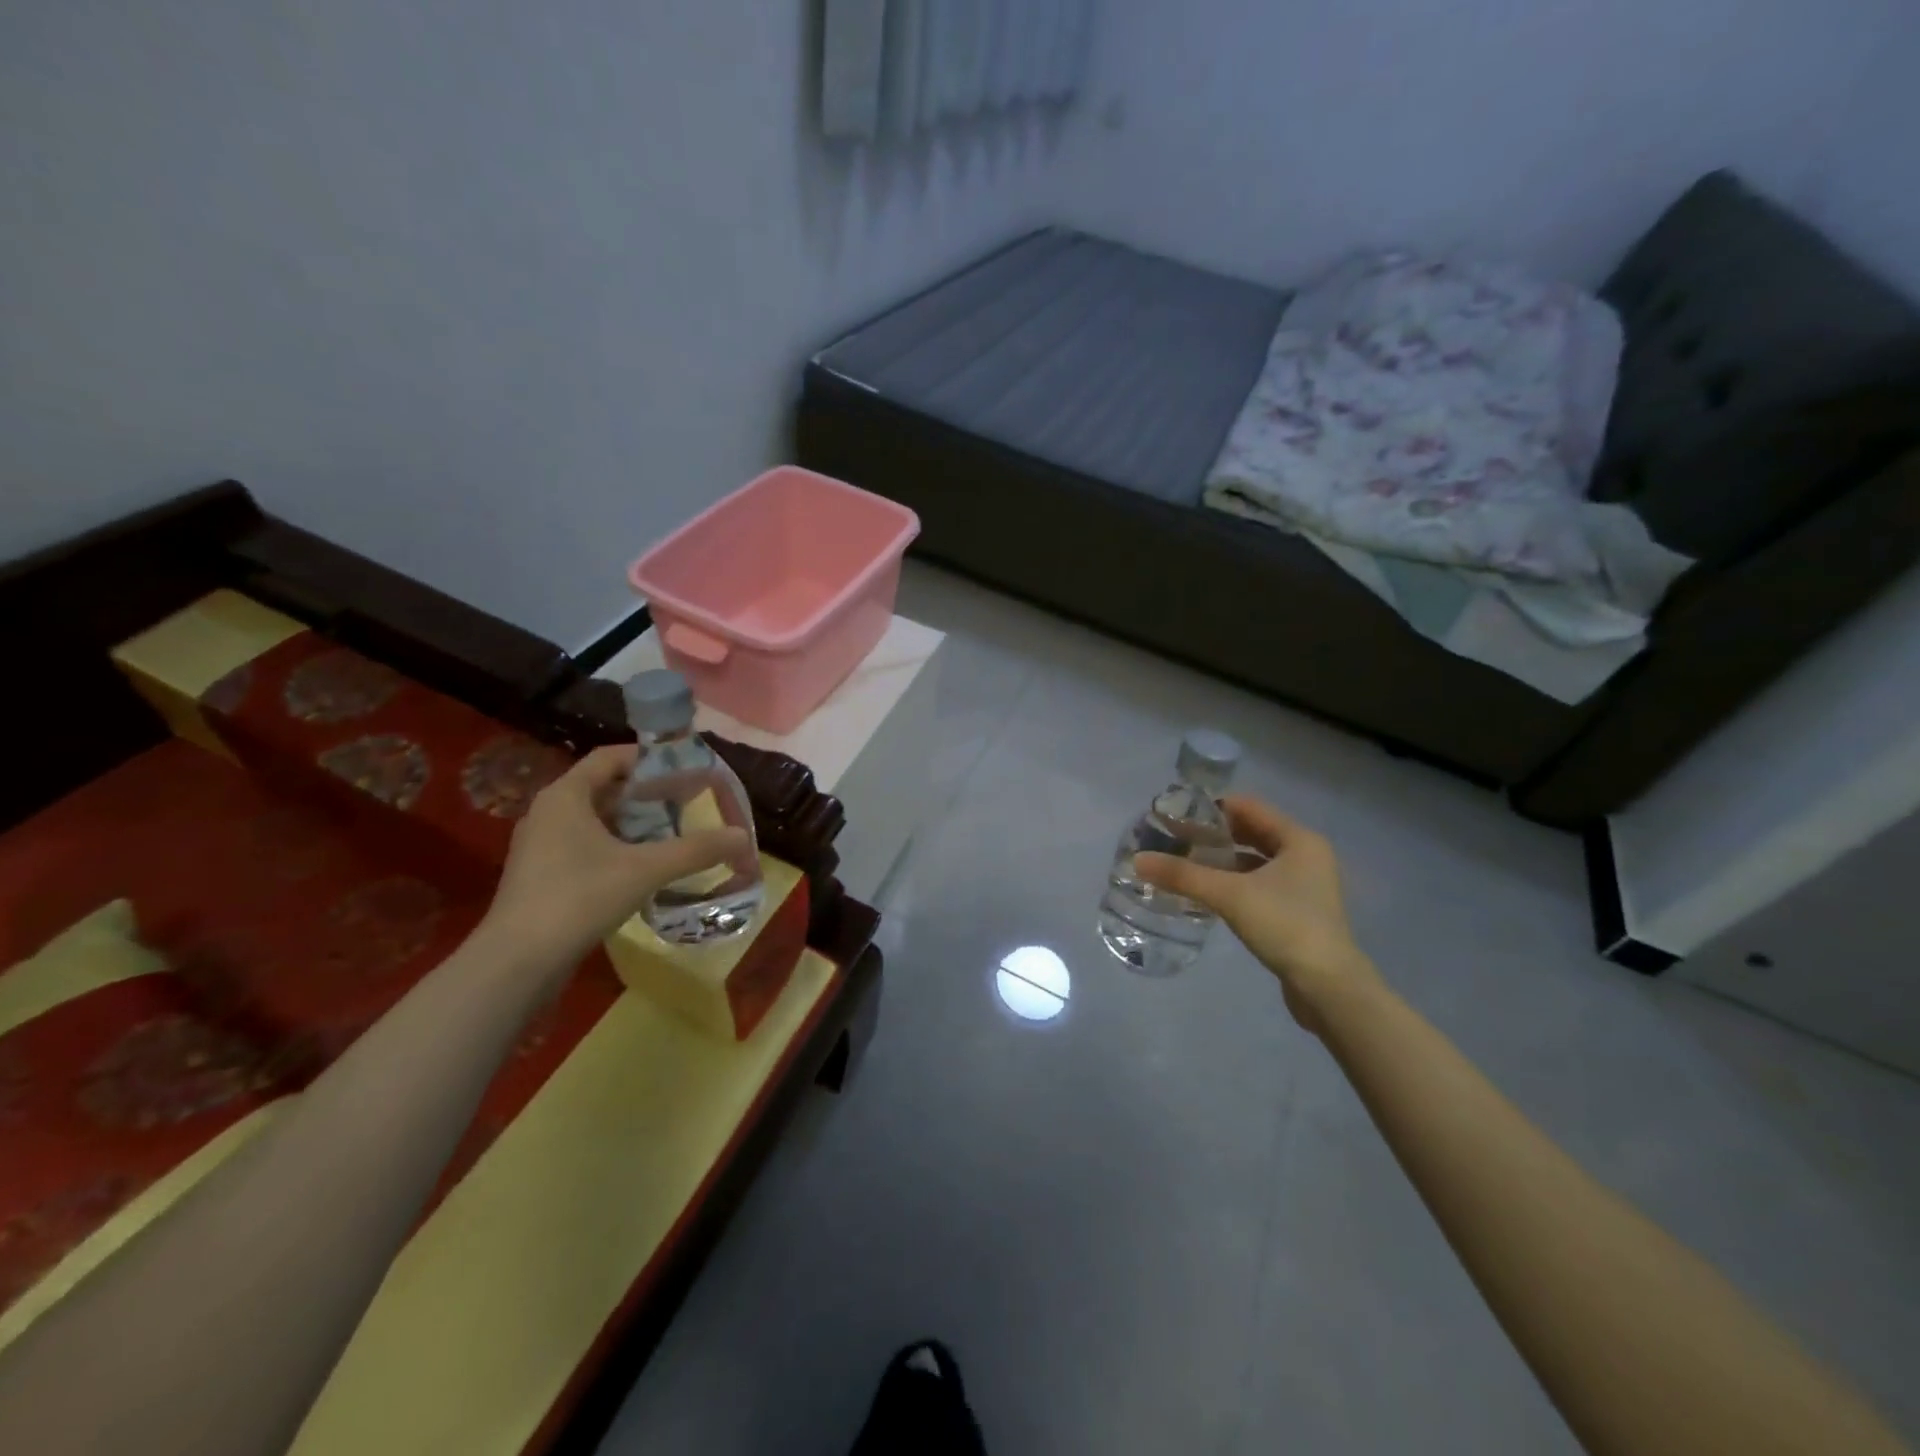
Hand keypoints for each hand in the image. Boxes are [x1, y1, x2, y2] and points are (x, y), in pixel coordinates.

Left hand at [480, 744, 749, 971]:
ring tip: (673, 834)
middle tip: (687, 803)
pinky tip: (644, 868)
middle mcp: (549, 812)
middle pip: (606, 788)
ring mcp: (541, 846)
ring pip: (596, 820)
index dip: (650, 758)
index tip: (685, 769)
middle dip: (648, 794)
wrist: (517, 962)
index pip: (611, 757)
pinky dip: (617, 847)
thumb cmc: (578, 898)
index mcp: (566, 795)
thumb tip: (742, 837)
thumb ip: (696, 850)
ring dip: (634, 823)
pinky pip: (585, 846)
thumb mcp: (646, 869)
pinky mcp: (541, 876)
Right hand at [1135, 796, 1379, 1032]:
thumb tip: (1138, 860)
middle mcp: (1306, 855)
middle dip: (1213, 834)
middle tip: (1175, 838)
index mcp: (1299, 839)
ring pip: (1255, 860)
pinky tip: (1207, 892)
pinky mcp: (1298, 911)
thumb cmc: (1285, 926)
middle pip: (1252, 832)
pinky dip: (1234, 882)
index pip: (1249, 807)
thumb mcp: (1229, 895)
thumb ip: (1183, 875)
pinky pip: (1259, 884)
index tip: (1177, 814)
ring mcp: (1305, 885)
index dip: (1212, 807)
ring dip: (1222, 860)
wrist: (1329, 988)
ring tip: (1184, 863)